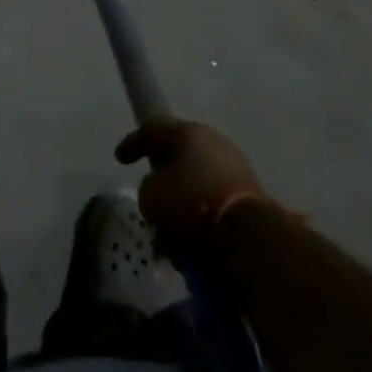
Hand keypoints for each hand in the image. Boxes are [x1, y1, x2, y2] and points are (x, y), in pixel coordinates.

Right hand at [115, 118, 266, 251]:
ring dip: (184, 202)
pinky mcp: (252, 197)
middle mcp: (215, 143)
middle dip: (164, 177)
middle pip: (180, 155)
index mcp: (190, 132)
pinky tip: (191, 242)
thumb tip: (161, 191)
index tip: (120, 159)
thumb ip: (149, 188)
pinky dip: (202, 218)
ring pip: (199, 182)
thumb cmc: (192, 204)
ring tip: (169, 231)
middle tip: (150, 195)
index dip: (133, 142)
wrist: (249, 235)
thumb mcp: (152, 196)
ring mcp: (237, 169)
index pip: (154, 128)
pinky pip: (216, 202)